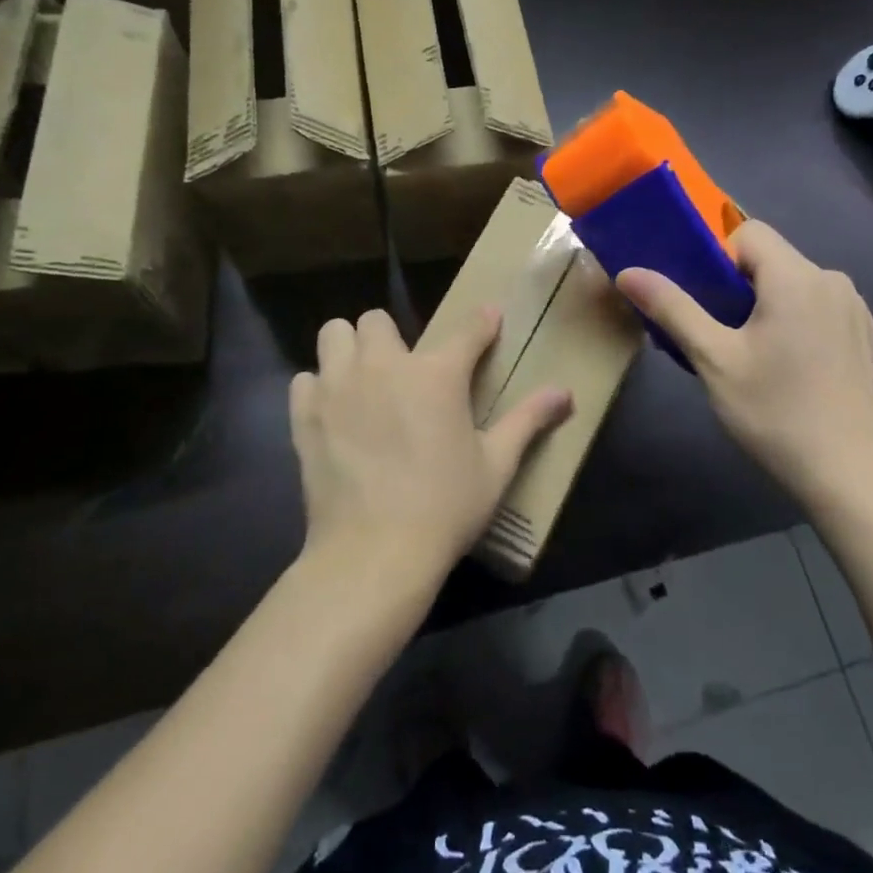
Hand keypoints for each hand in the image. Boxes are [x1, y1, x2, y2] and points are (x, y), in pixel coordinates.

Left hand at [289, 308, 572, 587]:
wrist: (374, 553)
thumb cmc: (445, 507)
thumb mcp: (496, 465)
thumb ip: (529, 421)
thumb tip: (566, 392)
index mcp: (437, 374)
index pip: (467, 331)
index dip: (482, 323)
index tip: (488, 320)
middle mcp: (384, 366)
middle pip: (377, 319)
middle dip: (391, 336)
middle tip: (402, 370)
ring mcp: (338, 387)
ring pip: (334, 335)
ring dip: (349, 349)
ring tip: (362, 380)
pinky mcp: (306, 415)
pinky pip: (306, 379)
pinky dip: (319, 387)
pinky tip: (334, 412)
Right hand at [616, 221, 872, 503]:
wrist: (845, 471)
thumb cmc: (772, 411)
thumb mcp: (713, 359)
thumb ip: (672, 308)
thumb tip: (628, 272)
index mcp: (796, 277)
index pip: (748, 232)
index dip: (719, 259)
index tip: (709, 304)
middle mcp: (832, 279)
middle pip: (772, 258)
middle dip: (740, 286)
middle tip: (723, 336)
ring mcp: (854, 307)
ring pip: (795, 283)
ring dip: (769, 304)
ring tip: (757, 355)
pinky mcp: (865, 333)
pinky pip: (818, 305)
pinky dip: (797, 320)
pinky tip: (792, 366)